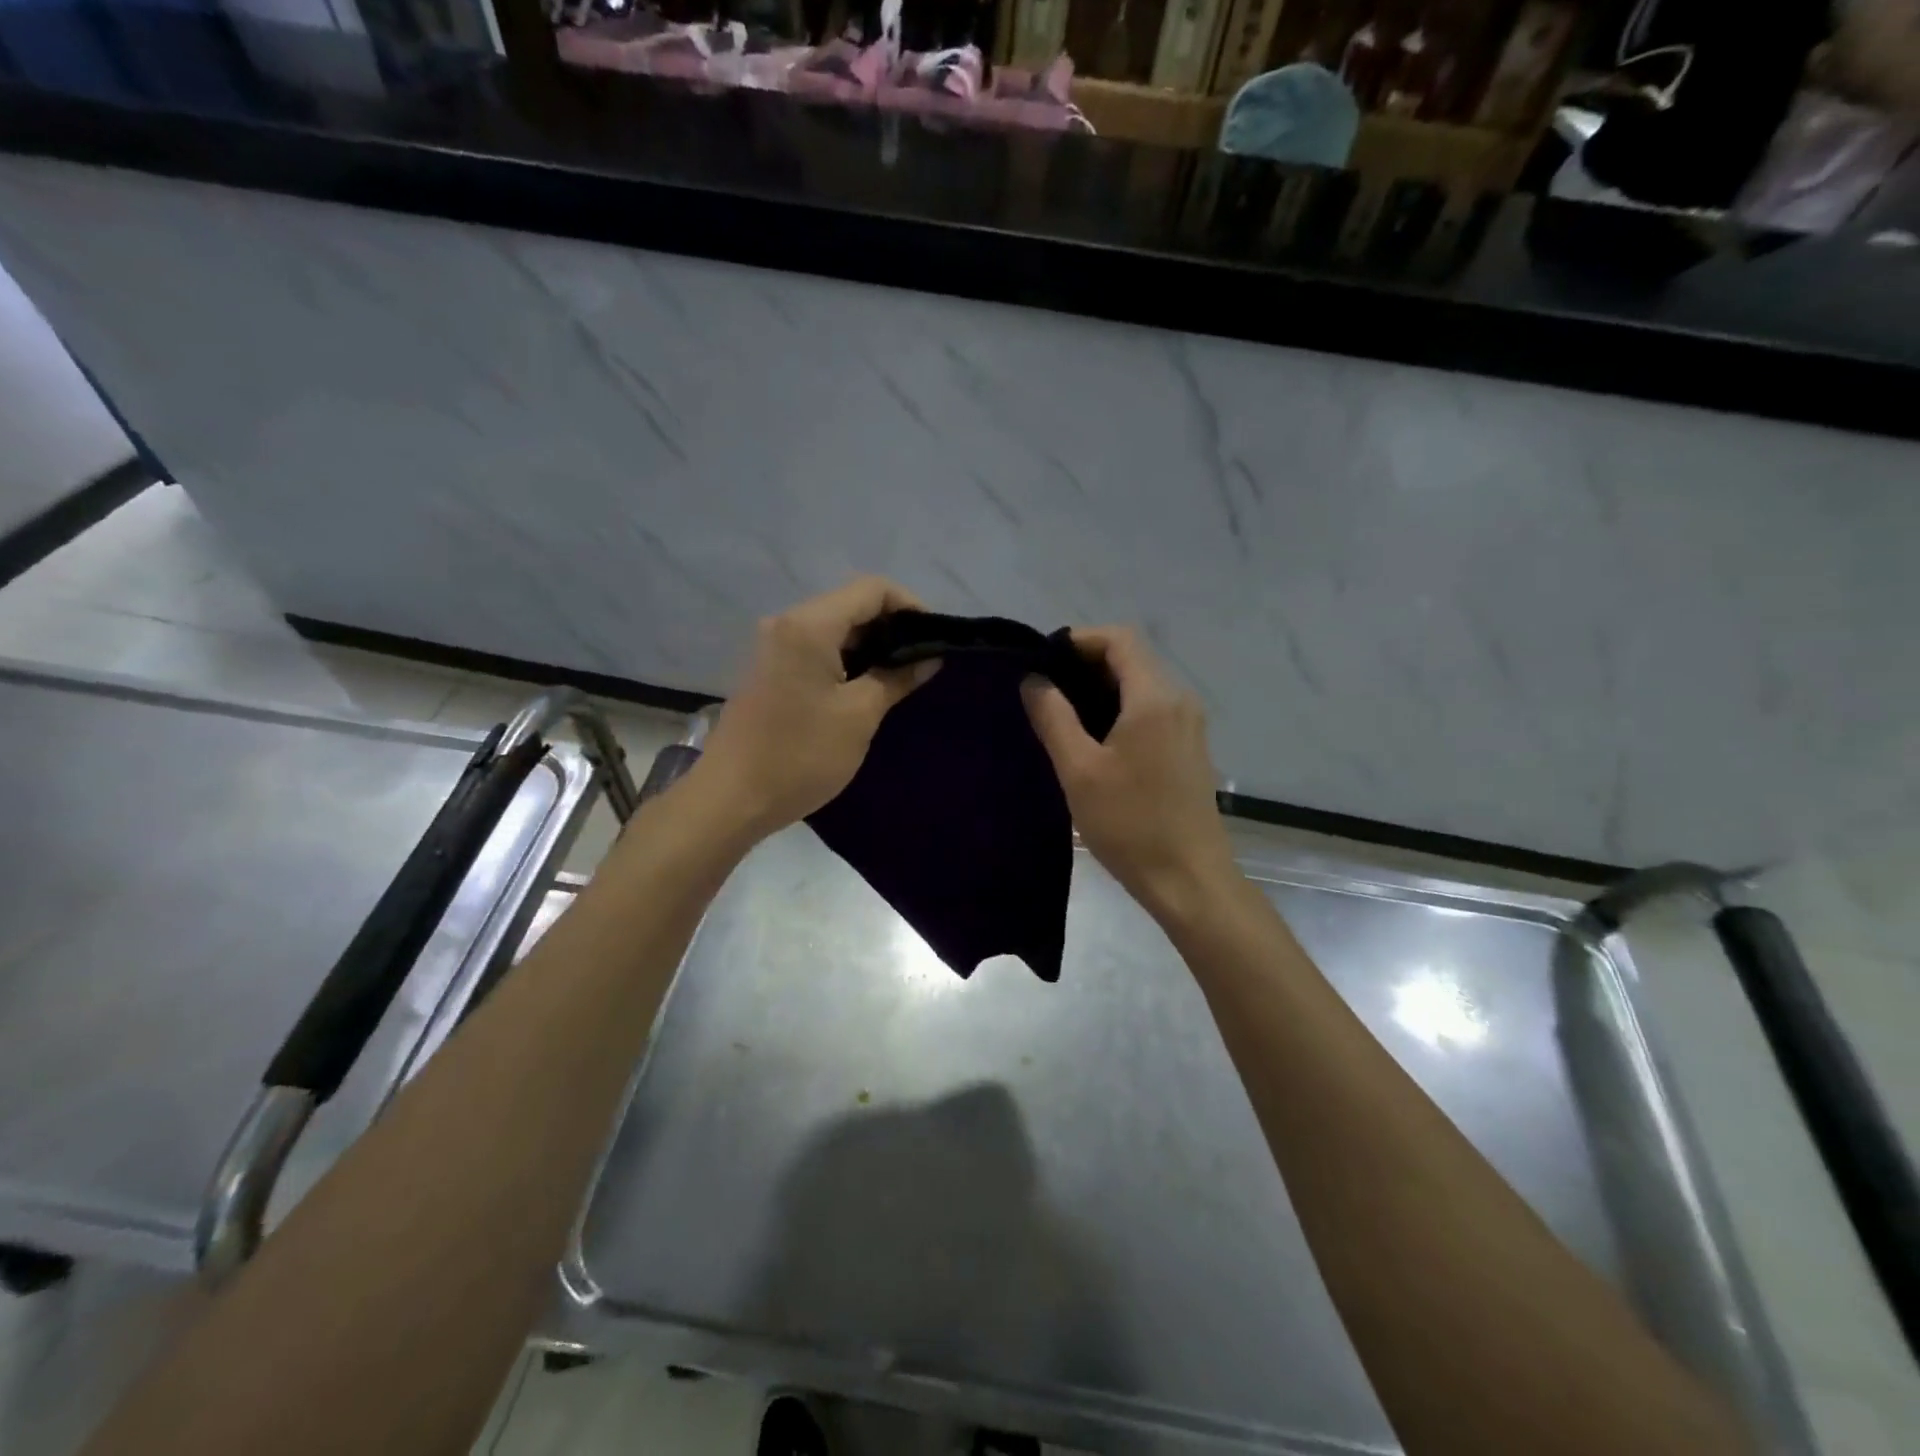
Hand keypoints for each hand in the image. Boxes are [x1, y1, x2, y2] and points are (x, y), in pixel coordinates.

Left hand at [690, 577, 937, 838]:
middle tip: (921, 662)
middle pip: (850, 604)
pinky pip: (816, 649)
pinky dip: (846, 660)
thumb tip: (929, 658)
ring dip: (869, 646)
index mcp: (810, 625)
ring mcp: (774, 647)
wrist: (731, 798)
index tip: (934, 639)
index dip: (910, 606)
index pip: (871, 589)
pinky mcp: (769, 671)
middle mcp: (787, 624)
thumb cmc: (801, 755)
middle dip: (891, 627)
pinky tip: (865, 688)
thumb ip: (896, 678)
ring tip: (900, 677)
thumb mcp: (859, 716)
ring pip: (834, 628)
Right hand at [1022, 627, 1237, 926]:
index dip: (1079, 640)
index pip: (1119, 638)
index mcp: (1154, 698)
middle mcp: (1179, 700)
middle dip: (1086, 664)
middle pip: (1132, 658)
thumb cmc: (1130, 824)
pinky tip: (1095, 740)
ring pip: (1142, 684)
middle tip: (1045, 690)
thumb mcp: (1079, 770)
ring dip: (1102, 688)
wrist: (1189, 878)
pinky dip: (1121, 709)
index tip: (1044, 662)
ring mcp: (1189, 724)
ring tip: (1062, 715)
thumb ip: (1053, 717)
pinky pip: (1152, 709)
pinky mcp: (1189, 747)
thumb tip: (1033, 680)